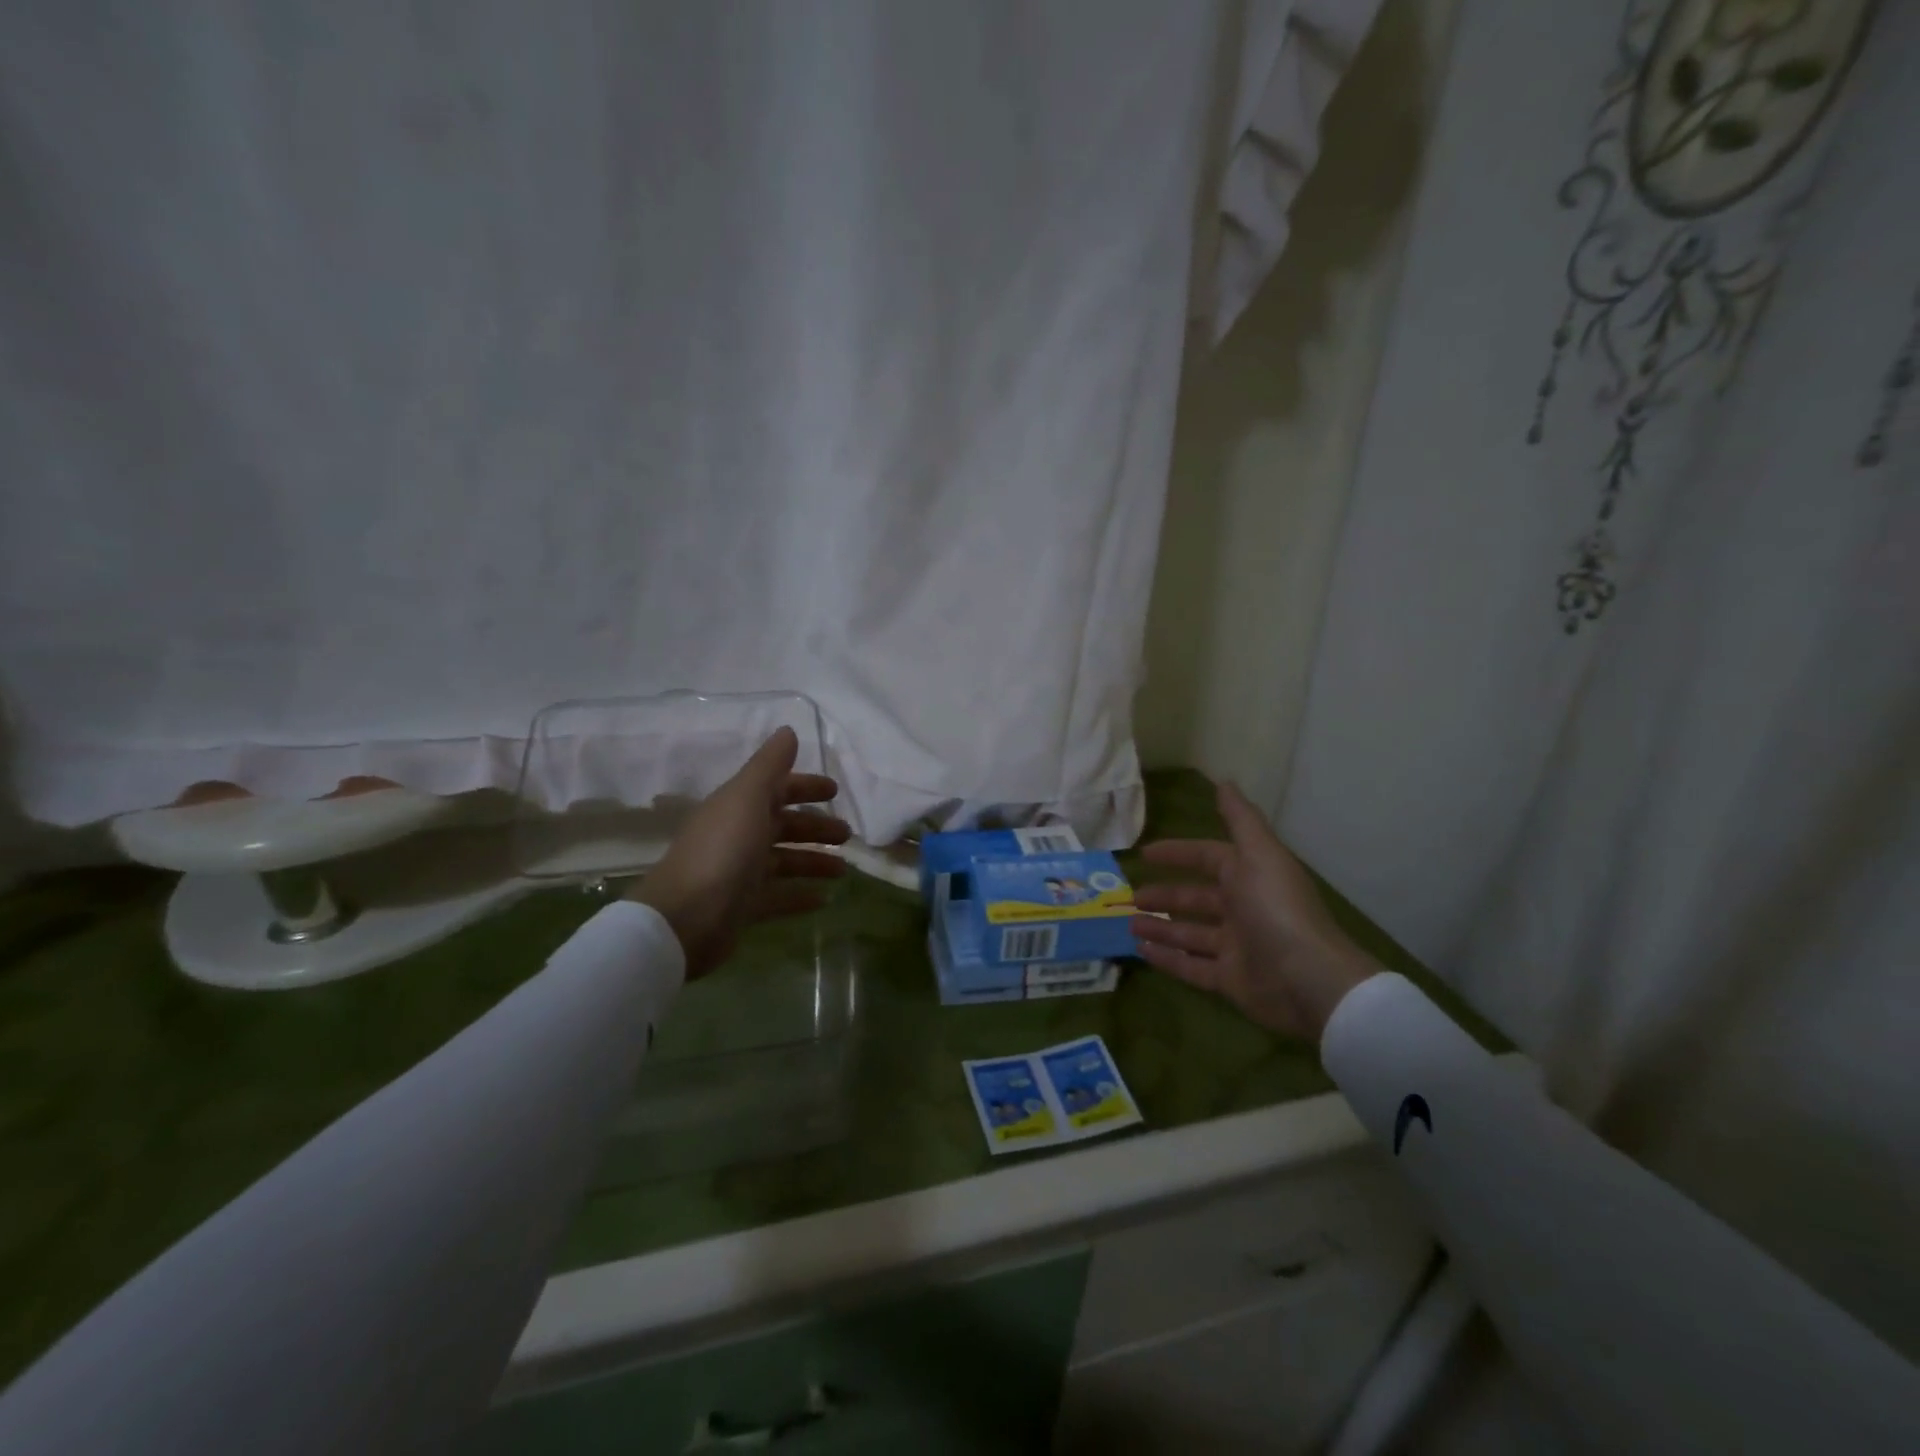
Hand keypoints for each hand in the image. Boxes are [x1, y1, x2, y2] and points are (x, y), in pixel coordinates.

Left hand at [627, 727, 849, 978]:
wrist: (684, 918)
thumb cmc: (722, 851)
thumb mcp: (747, 798)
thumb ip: (769, 765)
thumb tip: (788, 731)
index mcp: (738, 807)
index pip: (776, 790)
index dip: (805, 787)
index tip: (835, 791)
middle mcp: (738, 836)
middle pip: (783, 826)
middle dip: (815, 828)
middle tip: (847, 835)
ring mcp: (739, 874)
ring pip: (784, 862)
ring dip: (813, 862)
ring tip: (842, 871)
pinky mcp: (742, 908)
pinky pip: (777, 898)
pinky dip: (799, 896)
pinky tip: (824, 900)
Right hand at [1130, 782, 1375, 1041]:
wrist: (1309, 980)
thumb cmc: (1277, 910)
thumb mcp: (1259, 854)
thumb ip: (1240, 819)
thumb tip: (1224, 782)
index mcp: (1250, 877)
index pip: (1209, 858)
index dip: (1179, 853)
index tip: (1145, 854)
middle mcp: (1243, 910)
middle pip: (1196, 899)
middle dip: (1165, 895)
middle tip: (1131, 896)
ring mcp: (1236, 948)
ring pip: (1190, 934)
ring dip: (1160, 927)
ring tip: (1128, 923)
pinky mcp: (1230, 981)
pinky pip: (1191, 968)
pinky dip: (1167, 959)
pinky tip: (1140, 950)